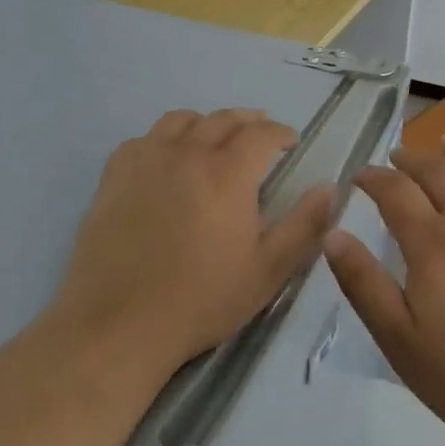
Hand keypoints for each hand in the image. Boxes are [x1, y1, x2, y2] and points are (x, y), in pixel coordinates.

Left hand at [50, 109, 335, 386]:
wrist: (118, 326)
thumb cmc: (201, 300)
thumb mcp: (268, 271)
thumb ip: (305, 226)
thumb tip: (330, 188)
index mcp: (228, 172)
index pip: (262, 133)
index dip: (281, 133)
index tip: (291, 143)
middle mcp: (187, 153)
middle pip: (224, 119)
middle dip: (249, 122)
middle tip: (260, 137)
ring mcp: (146, 161)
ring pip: (181, 120)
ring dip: (207, 124)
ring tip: (215, 141)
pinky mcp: (114, 177)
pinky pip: (143, 139)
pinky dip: (164, 139)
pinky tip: (166, 160)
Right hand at [325, 136, 444, 445]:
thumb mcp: (400, 340)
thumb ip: (364, 284)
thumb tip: (333, 235)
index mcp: (432, 244)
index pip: (396, 192)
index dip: (374, 178)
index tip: (358, 176)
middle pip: (438, 173)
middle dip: (411, 159)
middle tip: (395, 157)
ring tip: (444, 142)